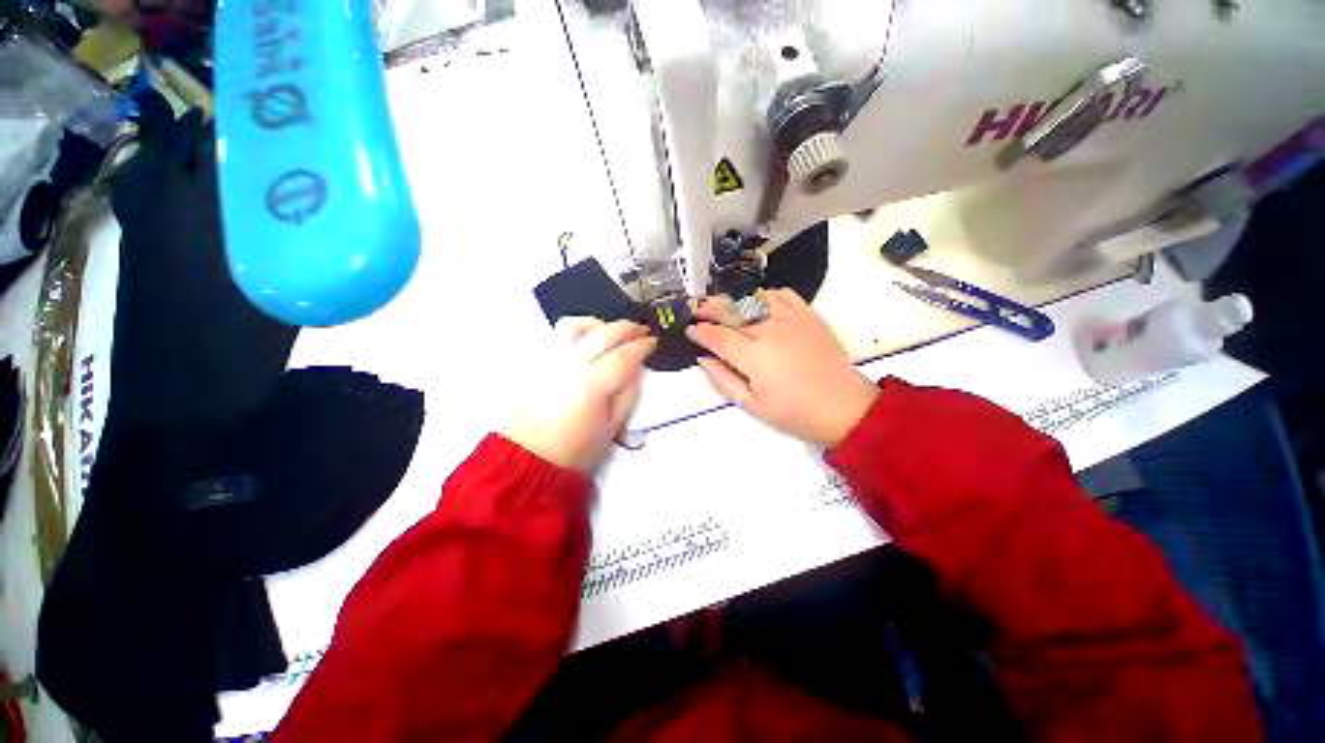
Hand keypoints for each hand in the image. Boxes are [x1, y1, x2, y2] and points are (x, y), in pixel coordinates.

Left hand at [503, 318, 656, 472]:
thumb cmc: (574, 449)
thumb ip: (628, 394)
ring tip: (611, 329)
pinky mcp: (534, 362)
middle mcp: (569, 365)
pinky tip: (586, 335)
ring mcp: (548, 360)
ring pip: (575, 325)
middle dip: (627, 328)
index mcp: (591, 385)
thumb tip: (637, 369)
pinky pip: (556, 334)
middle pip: (603, 334)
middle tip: (642, 329)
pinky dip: (577, 328)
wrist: (528, 458)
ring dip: (599, 323)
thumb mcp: (611, 428)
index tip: (654, 342)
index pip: (623, 356)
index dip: (642, 346)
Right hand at [686, 290, 878, 448]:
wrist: (846, 409)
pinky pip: (783, 295)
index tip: (689, 330)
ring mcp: (792, 319)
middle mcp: (770, 331)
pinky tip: (758, 303)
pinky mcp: (810, 315)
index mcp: (755, 357)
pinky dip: (766, 295)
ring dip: (734, 300)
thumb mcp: (752, 406)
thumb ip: (723, 380)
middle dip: (710, 307)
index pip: (718, 337)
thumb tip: (703, 359)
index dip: (700, 332)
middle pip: (732, 311)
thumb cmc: (795, 414)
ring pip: (754, 299)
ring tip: (723, 306)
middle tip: (696, 308)